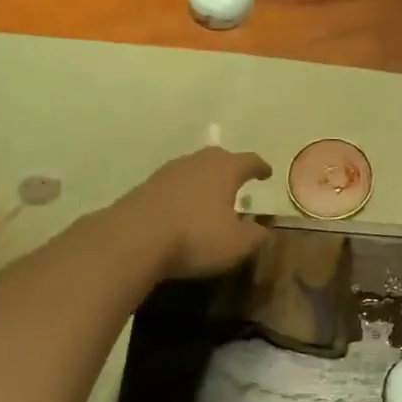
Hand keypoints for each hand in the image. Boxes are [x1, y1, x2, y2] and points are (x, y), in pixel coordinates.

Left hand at [121, 147, 271, 279]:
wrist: (134, 238)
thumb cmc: (195, 237)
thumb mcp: (236, 244)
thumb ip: (255, 235)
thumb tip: (262, 229)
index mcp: (225, 169)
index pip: (249, 161)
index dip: (260, 167)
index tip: (267, 173)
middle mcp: (197, 162)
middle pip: (219, 157)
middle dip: (231, 167)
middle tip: (238, 179)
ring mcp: (168, 172)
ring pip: (194, 169)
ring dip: (204, 179)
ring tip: (210, 195)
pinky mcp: (146, 186)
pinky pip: (174, 184)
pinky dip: (184, 192)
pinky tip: (183, 208)